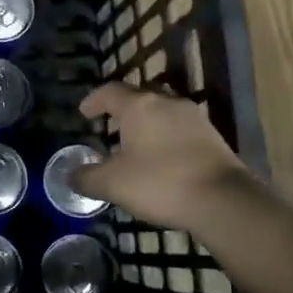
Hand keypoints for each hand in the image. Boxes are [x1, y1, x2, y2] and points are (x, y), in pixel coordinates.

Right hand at [72, 83, 254, 236]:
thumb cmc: (160, 183)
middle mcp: (166, 102)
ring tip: (136, 140)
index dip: (94, 100)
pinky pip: (180, 126)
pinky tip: (163, 155)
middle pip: (140, 94)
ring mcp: (193, 117)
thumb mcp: (113, 184)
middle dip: (123, 107)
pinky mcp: (212, 136)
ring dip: (147, 120)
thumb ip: (87, 177)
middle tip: (111, 123)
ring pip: (163, 109)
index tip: (84, 113)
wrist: (223, 200)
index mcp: (139, 106)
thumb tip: (69, 174)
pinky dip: (166, 134)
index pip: (110, 91)